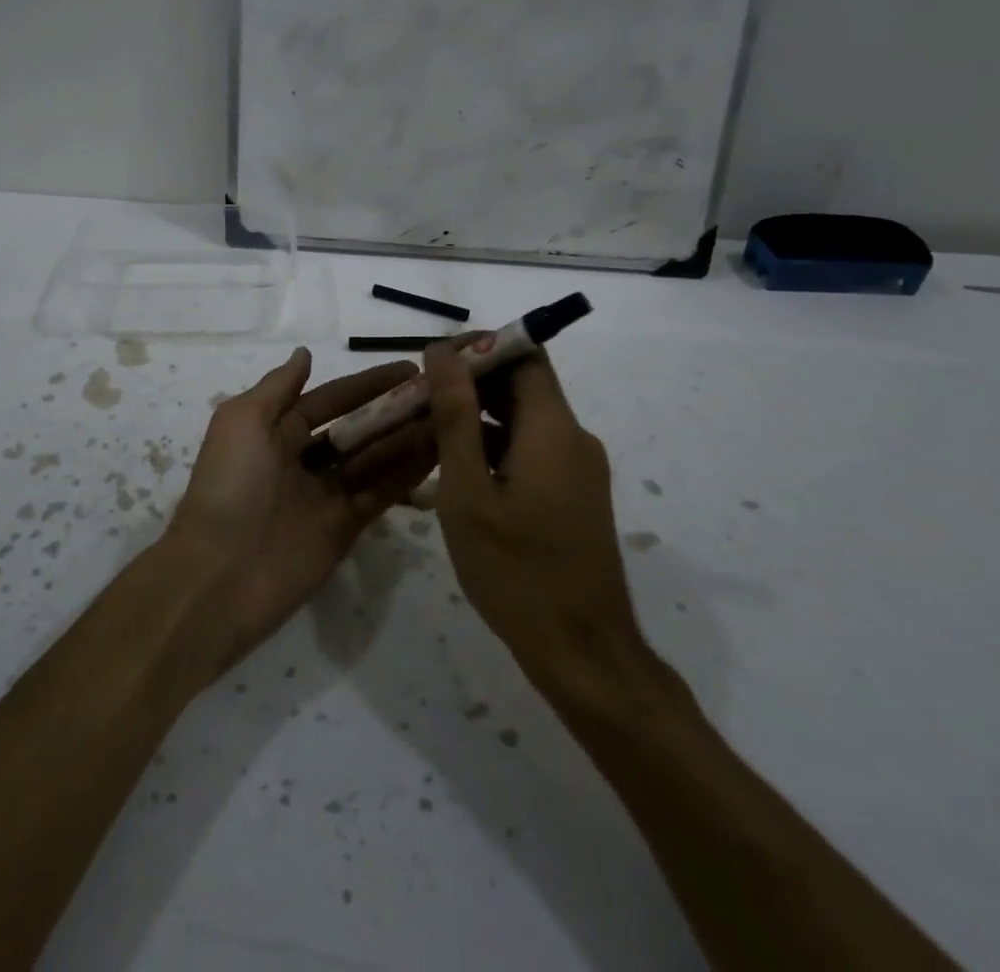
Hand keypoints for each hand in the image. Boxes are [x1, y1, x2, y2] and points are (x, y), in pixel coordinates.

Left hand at [165, 348, 436, 676]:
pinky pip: (380, 494)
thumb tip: (305, 353)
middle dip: (393, 410)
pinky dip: (407, 474)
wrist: (220, 574)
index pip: (331, 399)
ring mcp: (326, 496)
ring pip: (375, 459)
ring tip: (448, 416)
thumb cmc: (229, 484)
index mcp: (276, 431)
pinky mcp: (345, 528)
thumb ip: (278, 387)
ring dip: (407, 438)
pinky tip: (438, 452)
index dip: (367, 384)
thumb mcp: (242, 421)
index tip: (408, 368)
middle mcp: (304, 460)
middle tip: (439, 393)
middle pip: (357, 428)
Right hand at [423, 342, 645, 688]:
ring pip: (523, 420)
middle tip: (418, 402)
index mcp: (553, 428)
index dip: (479, 347)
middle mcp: (573, 438)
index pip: (524, 354)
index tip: (433, 363)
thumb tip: (442, 352)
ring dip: (478, 418)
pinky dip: (495, 448)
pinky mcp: (575, 495)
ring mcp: (578, 469)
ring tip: (427, 436)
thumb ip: (455, 415)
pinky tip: (457, 474)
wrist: (581, 651)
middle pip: (522, 385)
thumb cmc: (515, 571)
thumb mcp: (468, 491)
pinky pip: (532, 451)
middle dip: (470, 384)